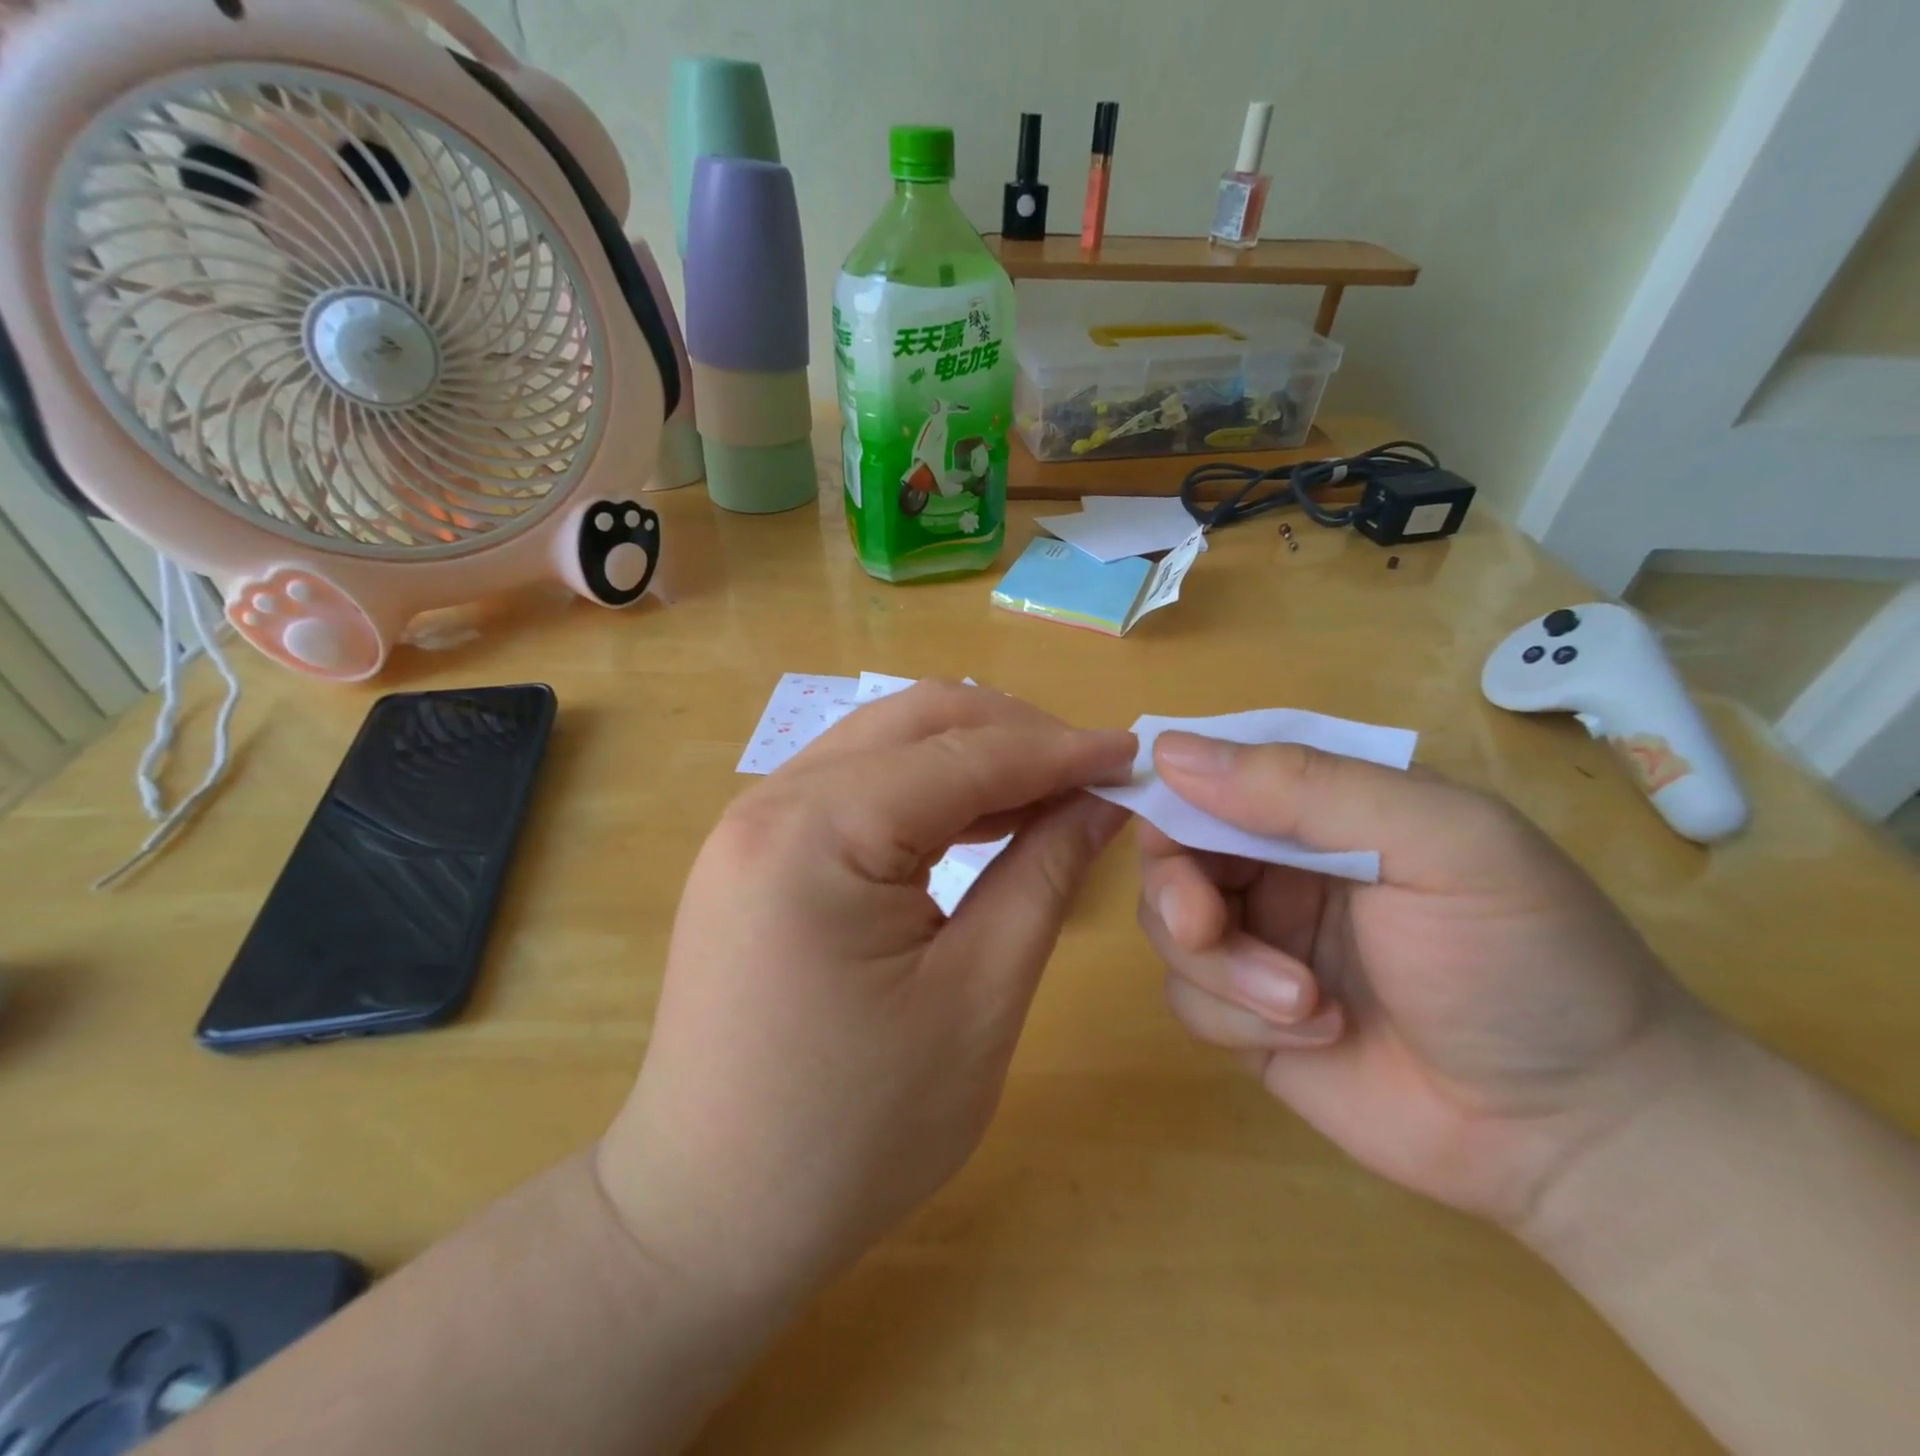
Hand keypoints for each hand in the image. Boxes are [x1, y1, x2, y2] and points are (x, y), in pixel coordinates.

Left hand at [598, 682, 1133, 1310]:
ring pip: (884, 741)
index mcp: (819, 830)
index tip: (1132, 753)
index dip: (1059, 749)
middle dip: (1014, 734)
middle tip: (1089, 774)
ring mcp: (753, 820)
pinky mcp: (754, 850)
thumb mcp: (978, 998)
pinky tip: (974, 819)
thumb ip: (1044, 875)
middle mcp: (773, 800)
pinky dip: (923, 787)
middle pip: (917, 721)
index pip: (965, 754)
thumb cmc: (855, 1129)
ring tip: (1045, 793)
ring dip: (970, 755)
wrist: (711, 1212)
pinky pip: (853, 784)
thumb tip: (1101, 800)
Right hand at [1137, 734, 1711, 1228]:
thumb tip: (1168, 751)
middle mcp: (1278, 866)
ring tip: (1304, 1004)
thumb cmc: (1523, 959)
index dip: (1172, 791)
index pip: (1212, 772)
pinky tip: (1316, 1035)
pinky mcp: (1246, 1017)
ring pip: (1168, 926)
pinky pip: (1186, 998)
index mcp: (1322, 807)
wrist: (1579, 1133)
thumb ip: (1307, 787)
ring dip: (1220, 965)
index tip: (1160, 822)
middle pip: (1171, 852)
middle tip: (1207, 923)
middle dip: (1179, 889)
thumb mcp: (1440, 844)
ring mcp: (1260, 942)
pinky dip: (1233, 1016)